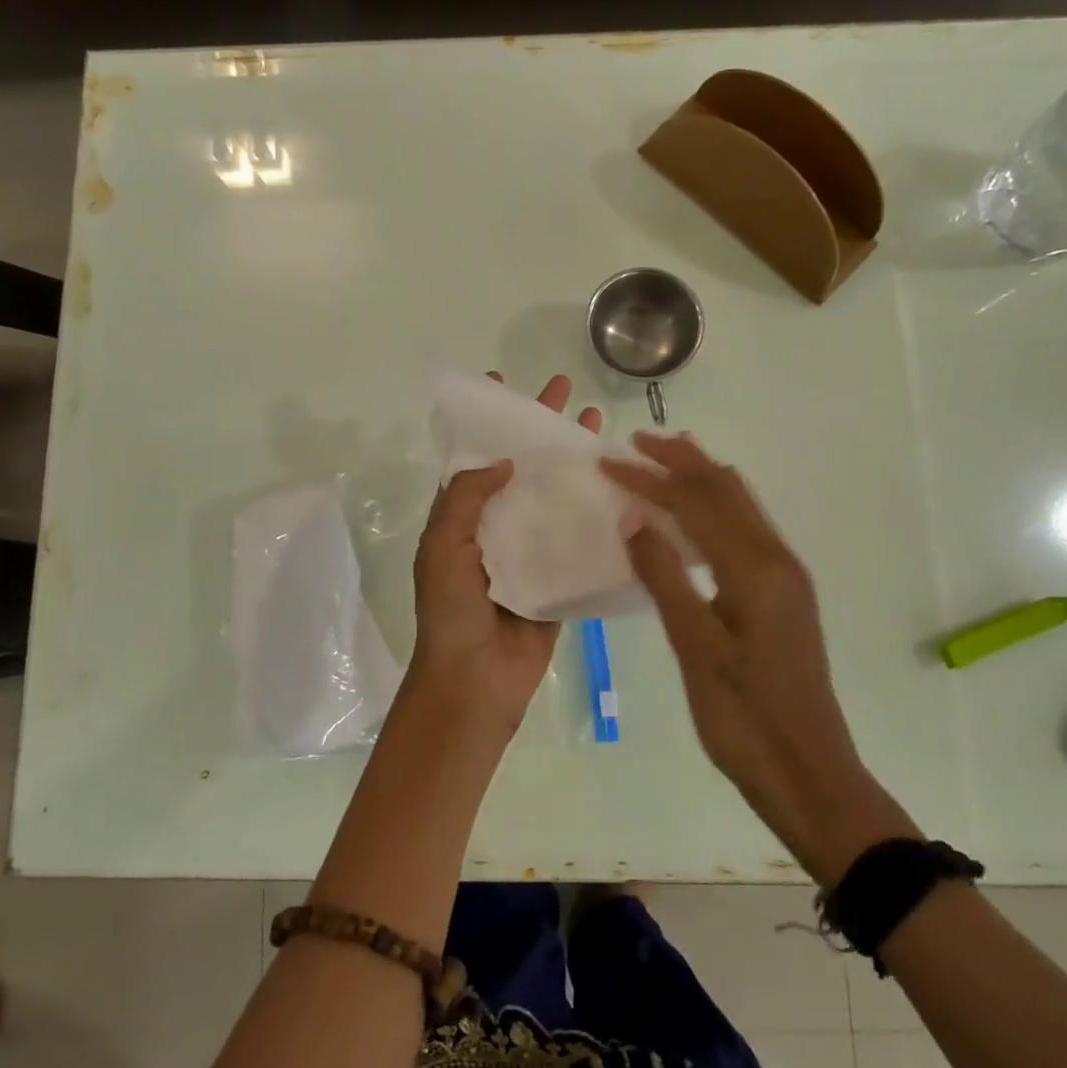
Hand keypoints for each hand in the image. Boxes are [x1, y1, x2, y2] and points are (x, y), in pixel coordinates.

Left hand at [406, 373, 602, 744]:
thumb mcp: (442, 546)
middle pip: (523, 467)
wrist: (475, 684)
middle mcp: (498, 526)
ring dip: (574, 464)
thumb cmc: (451, 612)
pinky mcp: (560, 577)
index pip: (476, 456)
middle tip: (569, 393)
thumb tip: (505, 460)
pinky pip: (578, 539)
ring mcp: (531, 551)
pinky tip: (623, 488)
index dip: (489, 422)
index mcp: (463, 517)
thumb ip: (466, 498)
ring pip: (555, 496)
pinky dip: (597, 514)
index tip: (503, 383)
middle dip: (542, 430)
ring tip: (599, 428)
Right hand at [601, 432, 913, 880]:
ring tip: (666, 458)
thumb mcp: (696, 648)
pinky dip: (716, 506)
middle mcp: (776, 558)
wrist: (810, 773)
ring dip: (702, 477)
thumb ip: (665, 577)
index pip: (695, 502)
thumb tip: (634, 517)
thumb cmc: (744, 718)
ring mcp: (785, 576)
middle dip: (681, 460)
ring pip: (740, 505)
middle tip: (637, 442)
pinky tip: (696, 516)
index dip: (649, 478)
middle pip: (725, 489)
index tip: (607, 461)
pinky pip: (746, 528)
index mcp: (754, 567)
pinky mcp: (784, 594)